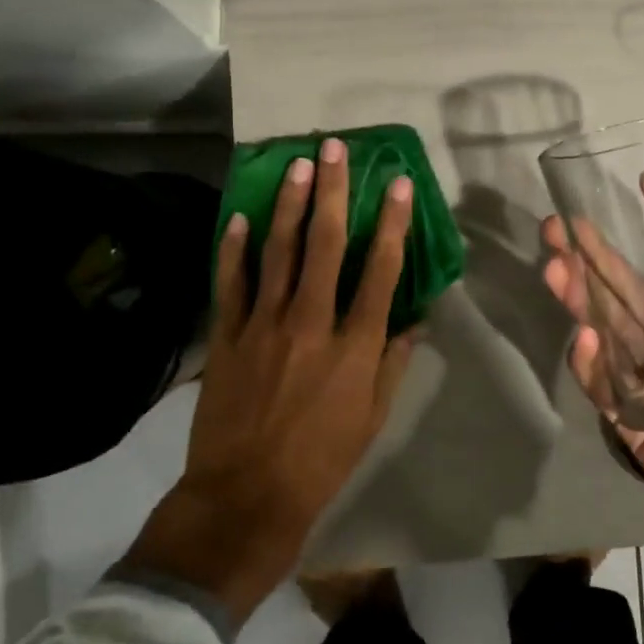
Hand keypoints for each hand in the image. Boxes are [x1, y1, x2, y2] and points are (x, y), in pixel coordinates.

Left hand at [118, 138, 416, 623]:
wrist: (247, 496)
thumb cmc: (322, 460)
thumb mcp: (374, 417)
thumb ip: (394, 362)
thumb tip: (415, 320)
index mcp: (355, 345)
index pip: (380, 270)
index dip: (392, 222)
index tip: (396, 183)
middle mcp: (311, 322)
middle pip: (326, 244)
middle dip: (332, 191)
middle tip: (333, 148)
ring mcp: (264, 325)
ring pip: (278, 251)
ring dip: (288, 204)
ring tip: (295, 164)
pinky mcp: (227, 336)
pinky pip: (231, 282)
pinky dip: (233, 248)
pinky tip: (238, 216)